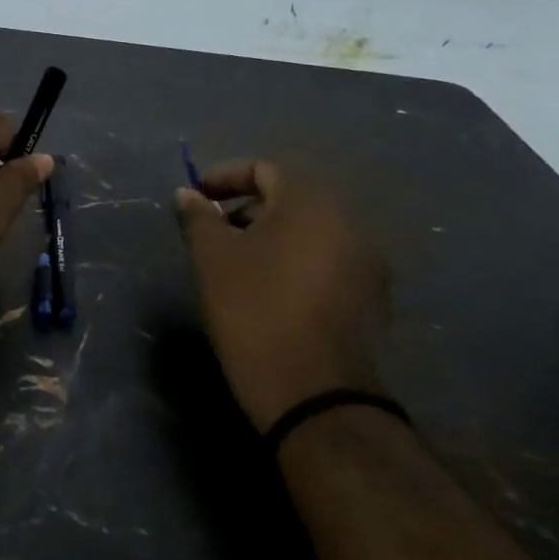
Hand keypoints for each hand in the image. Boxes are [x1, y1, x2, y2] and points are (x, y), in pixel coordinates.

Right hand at [175, 159, 388, 432]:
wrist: (311, 390)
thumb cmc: (253, 310)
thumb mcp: (212, 259)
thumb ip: (198, 217)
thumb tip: (187, 193)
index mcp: (311, 201)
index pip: (264, 169)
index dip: (224, 177)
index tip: (196, 198)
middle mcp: (349, 220)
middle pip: (290, 199)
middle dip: (246, 210)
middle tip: (212, 234)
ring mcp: (367, 260)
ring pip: (310, 232)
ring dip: (271, 237)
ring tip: (237, 265)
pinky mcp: (371, 296)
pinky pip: (326, 261)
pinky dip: (295, 263)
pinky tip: (271, 292)